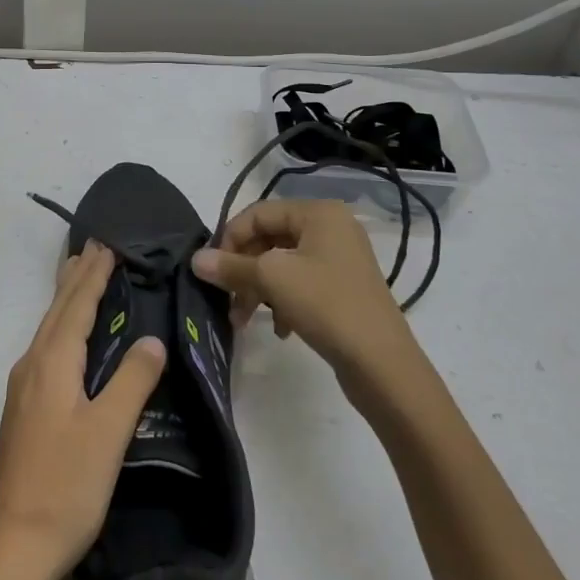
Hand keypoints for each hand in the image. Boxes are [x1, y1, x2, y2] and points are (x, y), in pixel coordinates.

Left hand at [0, 243, 166, 579]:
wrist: (13, 546)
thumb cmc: (65, 486)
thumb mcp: (107, 433)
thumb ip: (131, 382)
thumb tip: (153, 339)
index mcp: (52, 363)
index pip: (76, 306)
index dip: (94, 276)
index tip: (107, 246)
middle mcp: (33, 365)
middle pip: (57, 310)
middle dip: (77, 278)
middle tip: (94, 247)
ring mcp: (24, 388)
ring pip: (48, 328)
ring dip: (66, 299)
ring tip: (80, 276)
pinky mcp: (24, 409)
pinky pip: (45, 347)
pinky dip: (61, 325)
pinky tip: (66, 337)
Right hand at [192, 197, 421, 381]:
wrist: (384, 365)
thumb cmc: (326, 305)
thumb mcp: (272, 280)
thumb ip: (231, 266)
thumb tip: (195, 259)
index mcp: (318, 213)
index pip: (258, 213)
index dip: (230, 238)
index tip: (213, 270)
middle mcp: (331, 228)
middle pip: (269, 239)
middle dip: (244, 270)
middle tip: (227, 299)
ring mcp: (340, 259)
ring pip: (282, 265)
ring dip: (258, 289)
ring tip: (244, 320)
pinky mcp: (343, 288)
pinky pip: (301, 284)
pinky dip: (282, 302)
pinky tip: (281, 329)